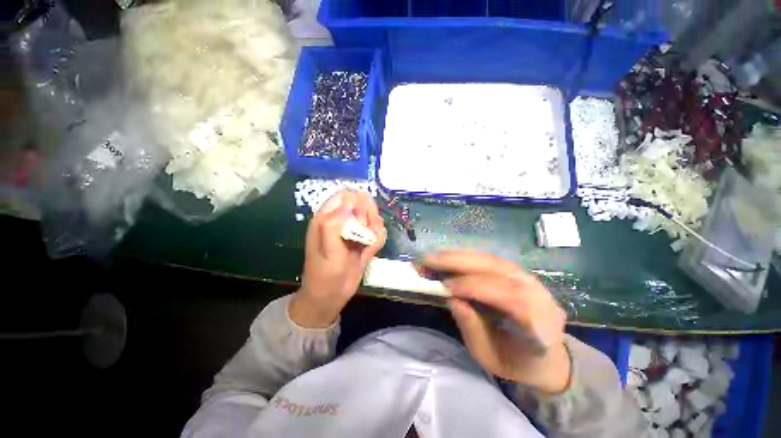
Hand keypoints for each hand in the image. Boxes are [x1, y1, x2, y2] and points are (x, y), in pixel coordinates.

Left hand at [290, 190, 386, 328]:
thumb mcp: (327, 249)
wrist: (332, 295)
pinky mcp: (364, 241)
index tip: (361, 218)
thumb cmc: (324, 272)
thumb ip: (334, 224)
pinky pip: (378, 232)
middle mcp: (342, 220)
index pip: (345, 195)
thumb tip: (349, 202)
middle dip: (369, 215)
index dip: (356, 202)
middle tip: (367, 231)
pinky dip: (378, 239)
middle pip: (363, 203)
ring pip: (373, 216)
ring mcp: (355, 231)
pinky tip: (370, 252)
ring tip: (369, 244)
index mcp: (328, 217)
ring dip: (376, 228)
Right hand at [422, 251, 570, 393]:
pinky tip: (448, 258)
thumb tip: (451, 298)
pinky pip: (489, 260)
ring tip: (434, 258)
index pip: (508, 296)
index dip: (475, 287)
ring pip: (491, 259)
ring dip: (459, 256)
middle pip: (497, 268)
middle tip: (429, 261)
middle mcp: (538, 294)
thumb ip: (471, 327)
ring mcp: (529, 279)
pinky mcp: (516, 272)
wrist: (546, 357)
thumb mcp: (489, 356)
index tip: (445, 286)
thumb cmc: (517, 363)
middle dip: (459, 262)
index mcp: (540, 324)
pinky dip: (466, 257)